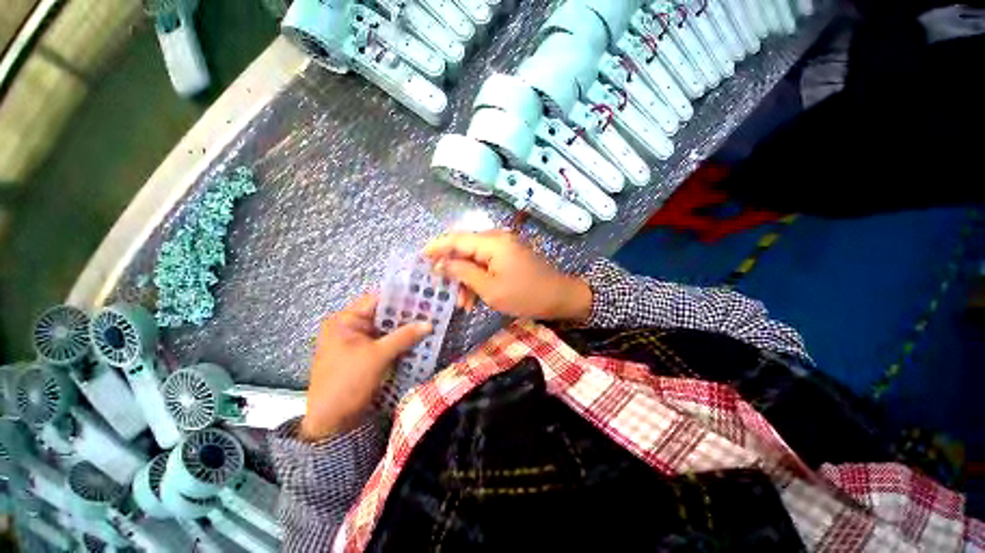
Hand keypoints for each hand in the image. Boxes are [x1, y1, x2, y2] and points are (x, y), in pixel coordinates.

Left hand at [300, 293, 430, 440]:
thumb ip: (404, 337)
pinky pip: (385, 341)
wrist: (331, 422)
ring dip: (404, 328)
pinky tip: (417, 339)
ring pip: (386, 328)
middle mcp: (350, 327)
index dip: (400, 297)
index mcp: (345, 321)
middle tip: (430, 310)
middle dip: (406, 314)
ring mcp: (357, 341)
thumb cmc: (348, 382)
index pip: (376, 300)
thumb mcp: (377, 356)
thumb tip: (428, 324)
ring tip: (428, 322)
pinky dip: (399, 340)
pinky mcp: (364, 354)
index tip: (422, 296)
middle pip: (383, 314)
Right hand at [423, 230, 592, 320]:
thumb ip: (462, 273)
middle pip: (465, 249)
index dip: (437, 247)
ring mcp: (504, 247)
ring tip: (463, 304)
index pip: (456, 239)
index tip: (420, 257)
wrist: (559, 297)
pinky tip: (475, 299)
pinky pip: (486, 264)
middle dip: (453, 270)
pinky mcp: (509, 256)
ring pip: (475, 259)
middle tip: (442, 290)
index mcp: (492, 242)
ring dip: (466, 280)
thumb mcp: (489, 288)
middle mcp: (497, 239)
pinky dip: (479, 279)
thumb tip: (440, 263)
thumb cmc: (525, 295)